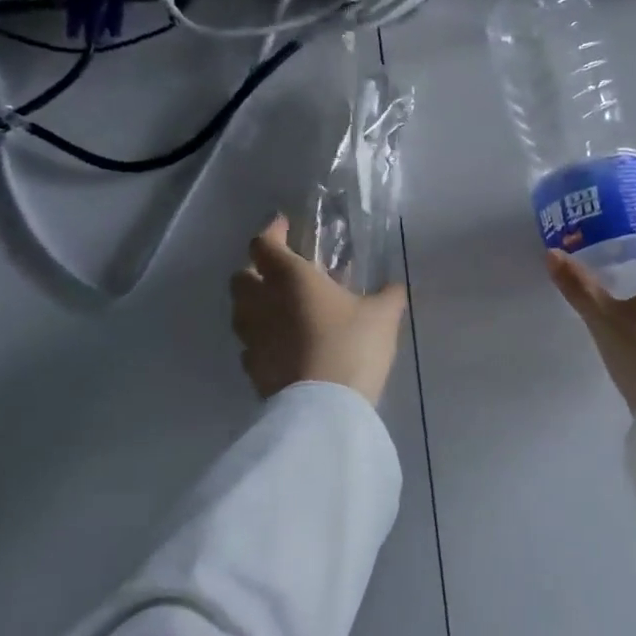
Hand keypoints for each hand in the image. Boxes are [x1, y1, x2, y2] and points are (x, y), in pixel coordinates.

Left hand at [230, 215, 408, 404]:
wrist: (324, 408)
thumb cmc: (351, 346)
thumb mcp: (383, 316)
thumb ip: (388, 295)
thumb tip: (394, 286)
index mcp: (290, 278)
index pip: (264, 244)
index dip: (272, 231)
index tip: (285, 226)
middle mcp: (262, 302)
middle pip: (241, 276)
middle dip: (256, 268)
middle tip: (281, 271)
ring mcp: (252, 338)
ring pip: (241, 311)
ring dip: (255, 303)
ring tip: (281, 308)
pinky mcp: (252, 369)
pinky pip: (250, 344)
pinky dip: (261, 338)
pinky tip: (282, 345)